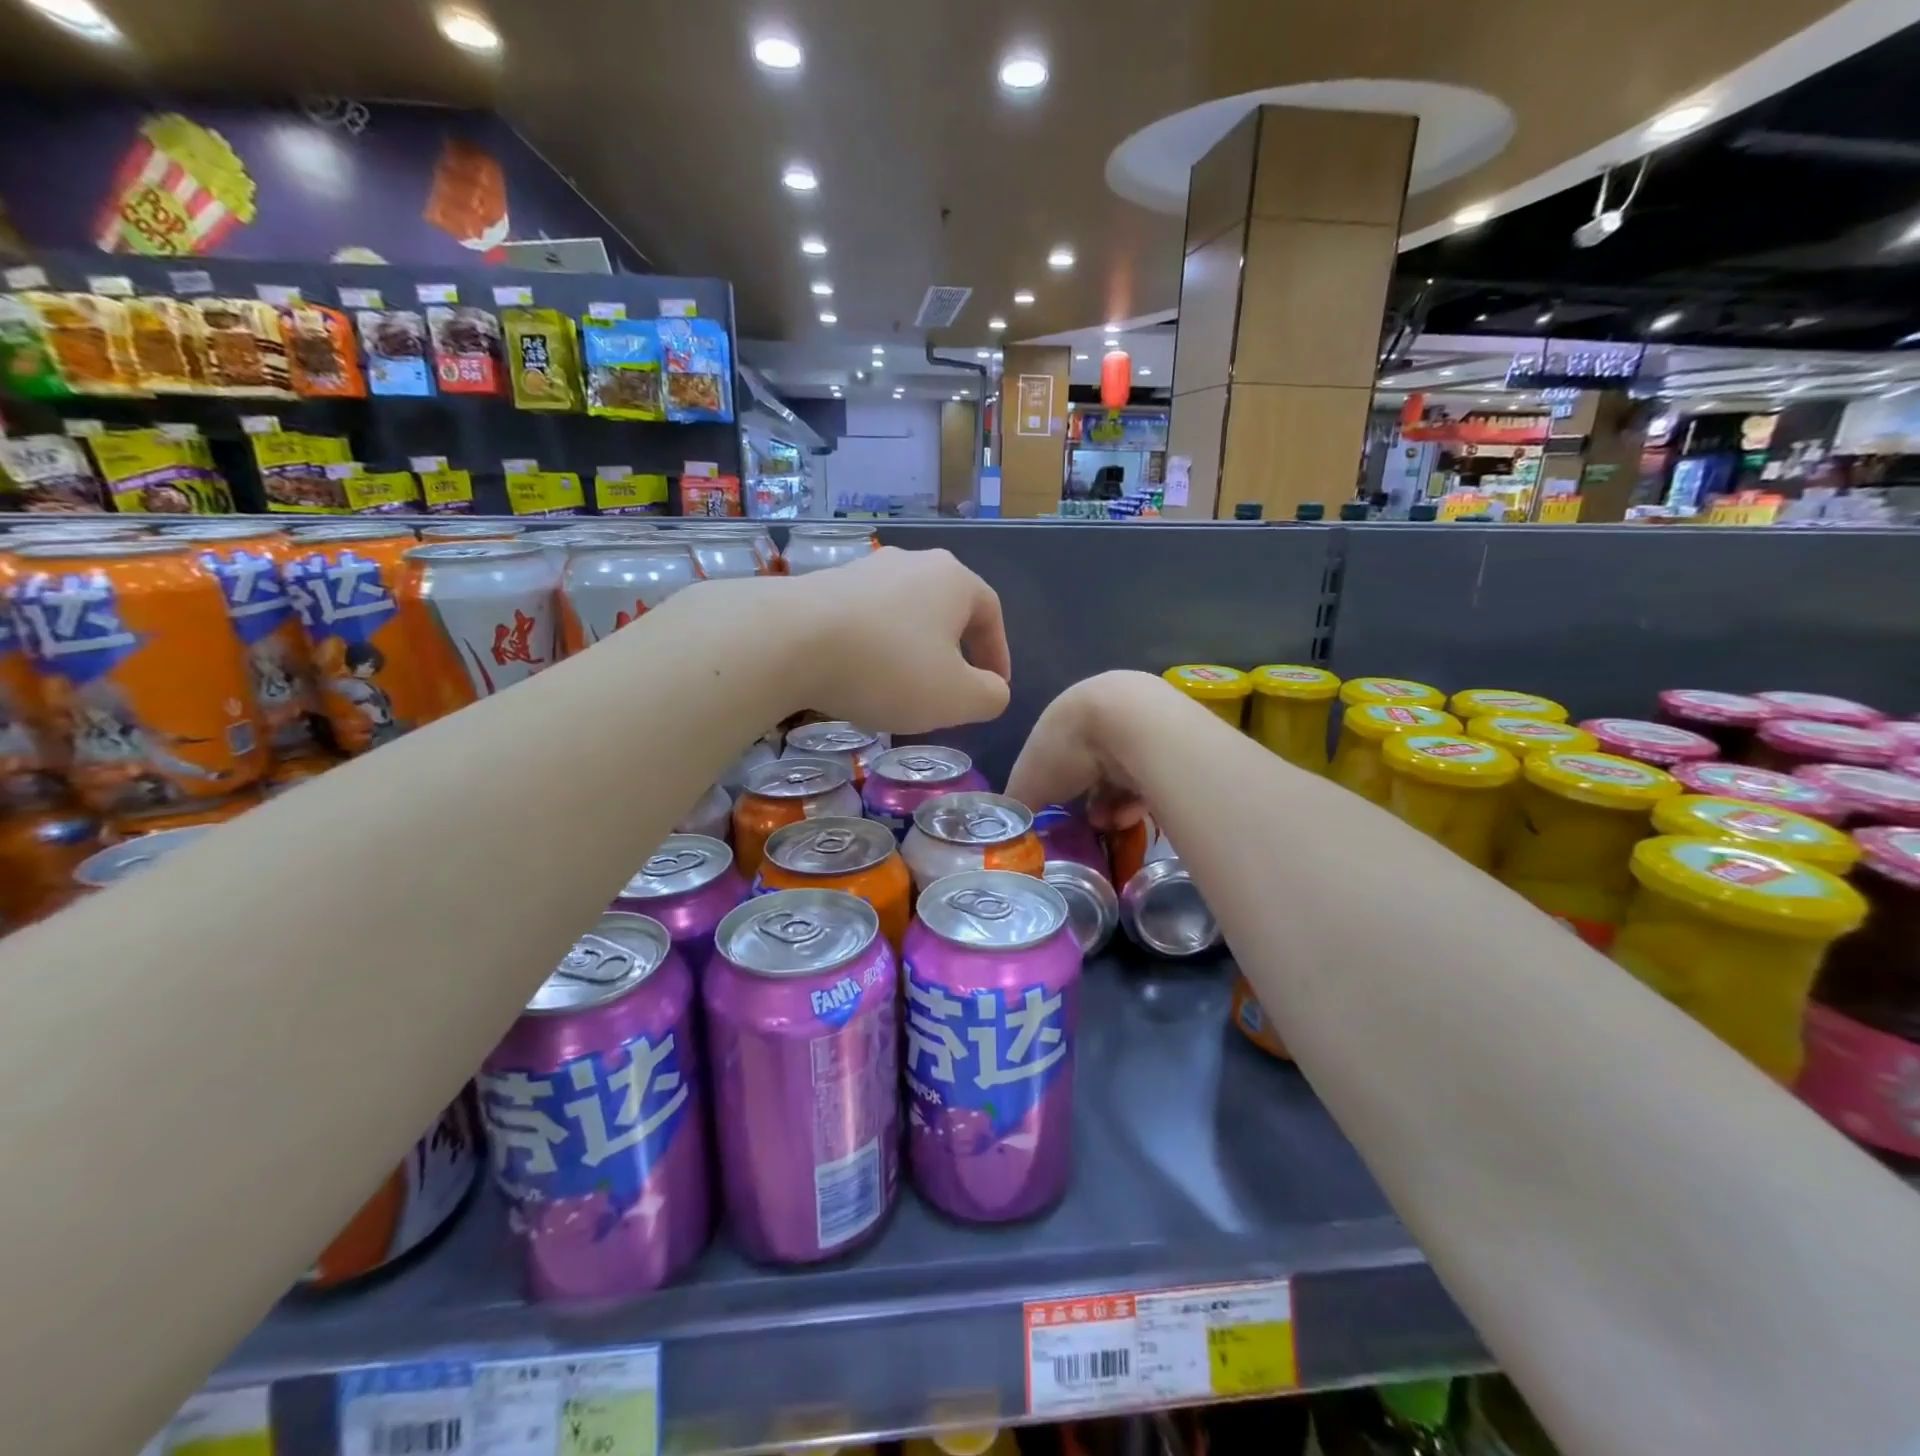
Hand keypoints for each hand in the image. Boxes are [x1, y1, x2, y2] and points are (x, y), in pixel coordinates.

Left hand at [786, 546, 1011, 733]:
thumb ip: (990, 696)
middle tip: (950, 688)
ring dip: (910, 650)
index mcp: (954, 579)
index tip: (993, 688)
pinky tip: (858, 676)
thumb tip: (992, 689)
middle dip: (953, 651)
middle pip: (946, 610)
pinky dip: (872, 647)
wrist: (789, 640)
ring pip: (903, 614)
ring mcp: (865, 569)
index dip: (998, 654)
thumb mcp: (957, 698)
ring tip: (901, 687)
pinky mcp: (824, 584)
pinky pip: (865, 619)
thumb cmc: (889, 668)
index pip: (991, 614)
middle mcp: (912, 562)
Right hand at [1005, 671, 1165, 830]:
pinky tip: (1132, 816)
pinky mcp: (1173, 742)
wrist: (1131, 723)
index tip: (1057, 812)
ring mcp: (1141, 724)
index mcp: (1067, 715)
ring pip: (1124, 774)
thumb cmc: (1069, 748)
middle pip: (1094, 765)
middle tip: (1087, 823)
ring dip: (1114, 805)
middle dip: (1089, 799)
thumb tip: (1012, 824)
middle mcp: (1104, 713)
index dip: (1055, 785)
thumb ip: (1019, 802)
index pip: (1057, 753)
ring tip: (1110, 825)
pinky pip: (1153, 777)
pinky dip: (1139, 800)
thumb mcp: (1028, 781)